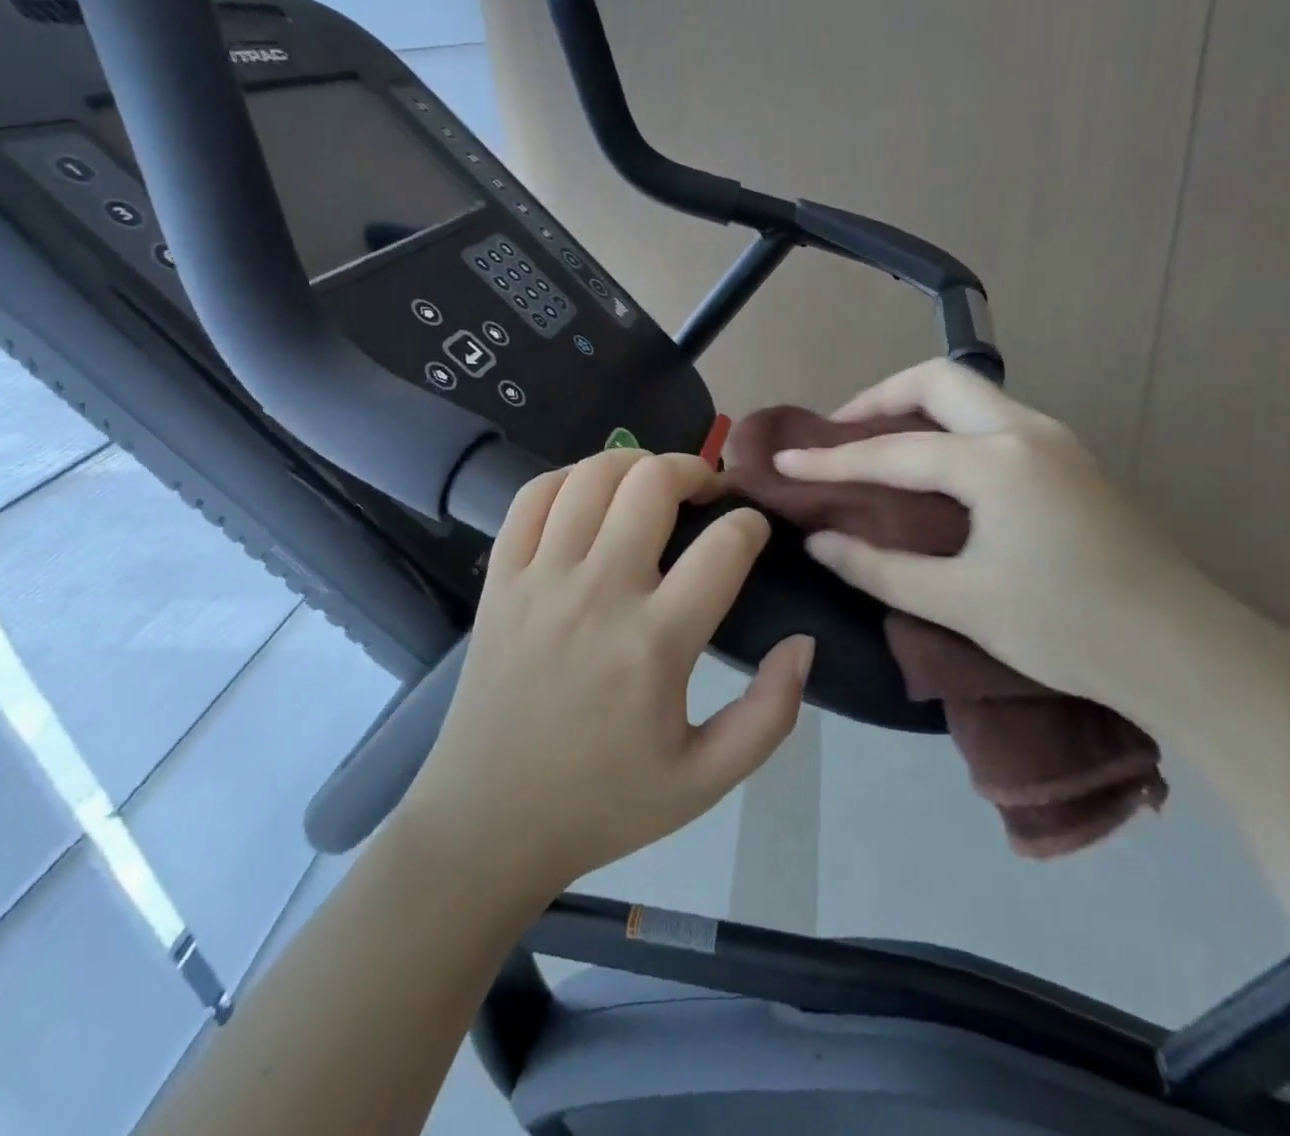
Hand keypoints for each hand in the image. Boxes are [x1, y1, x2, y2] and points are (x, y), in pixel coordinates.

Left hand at [408, 450, 813, 896]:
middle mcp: (597, 594)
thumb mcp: (707, 780)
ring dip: (635, 464)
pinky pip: (531, 497)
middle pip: (653, 484)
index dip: (751, 525)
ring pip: (591, 476)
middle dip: (695, 470)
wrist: (487, 824)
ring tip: (654, 483)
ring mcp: (540, 580)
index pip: (724, 546)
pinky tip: (589, 495)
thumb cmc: (604, 803)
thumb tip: (802, 642)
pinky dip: (568, 477)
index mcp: (655, 643)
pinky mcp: (499, 580)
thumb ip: (771, 713)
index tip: (754, 532)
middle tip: (709, 491)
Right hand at [774, 359, 1274, 725]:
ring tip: (878, 448)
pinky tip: (936, 471)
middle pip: (938, 380)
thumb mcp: (960, 603)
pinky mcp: (1072, 461)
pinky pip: (994, 420)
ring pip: (972, 394)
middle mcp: (1026, 431)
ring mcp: (1057, 441)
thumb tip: (820, 540)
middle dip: (880, 397)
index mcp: (996, 461)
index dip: (831, 460)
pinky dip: (950, 428)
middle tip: (840, 434)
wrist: (1187, 653)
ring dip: (918, 408)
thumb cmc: (1068, 628)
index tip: (784, 460)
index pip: (893, 451)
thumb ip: (879, 567)